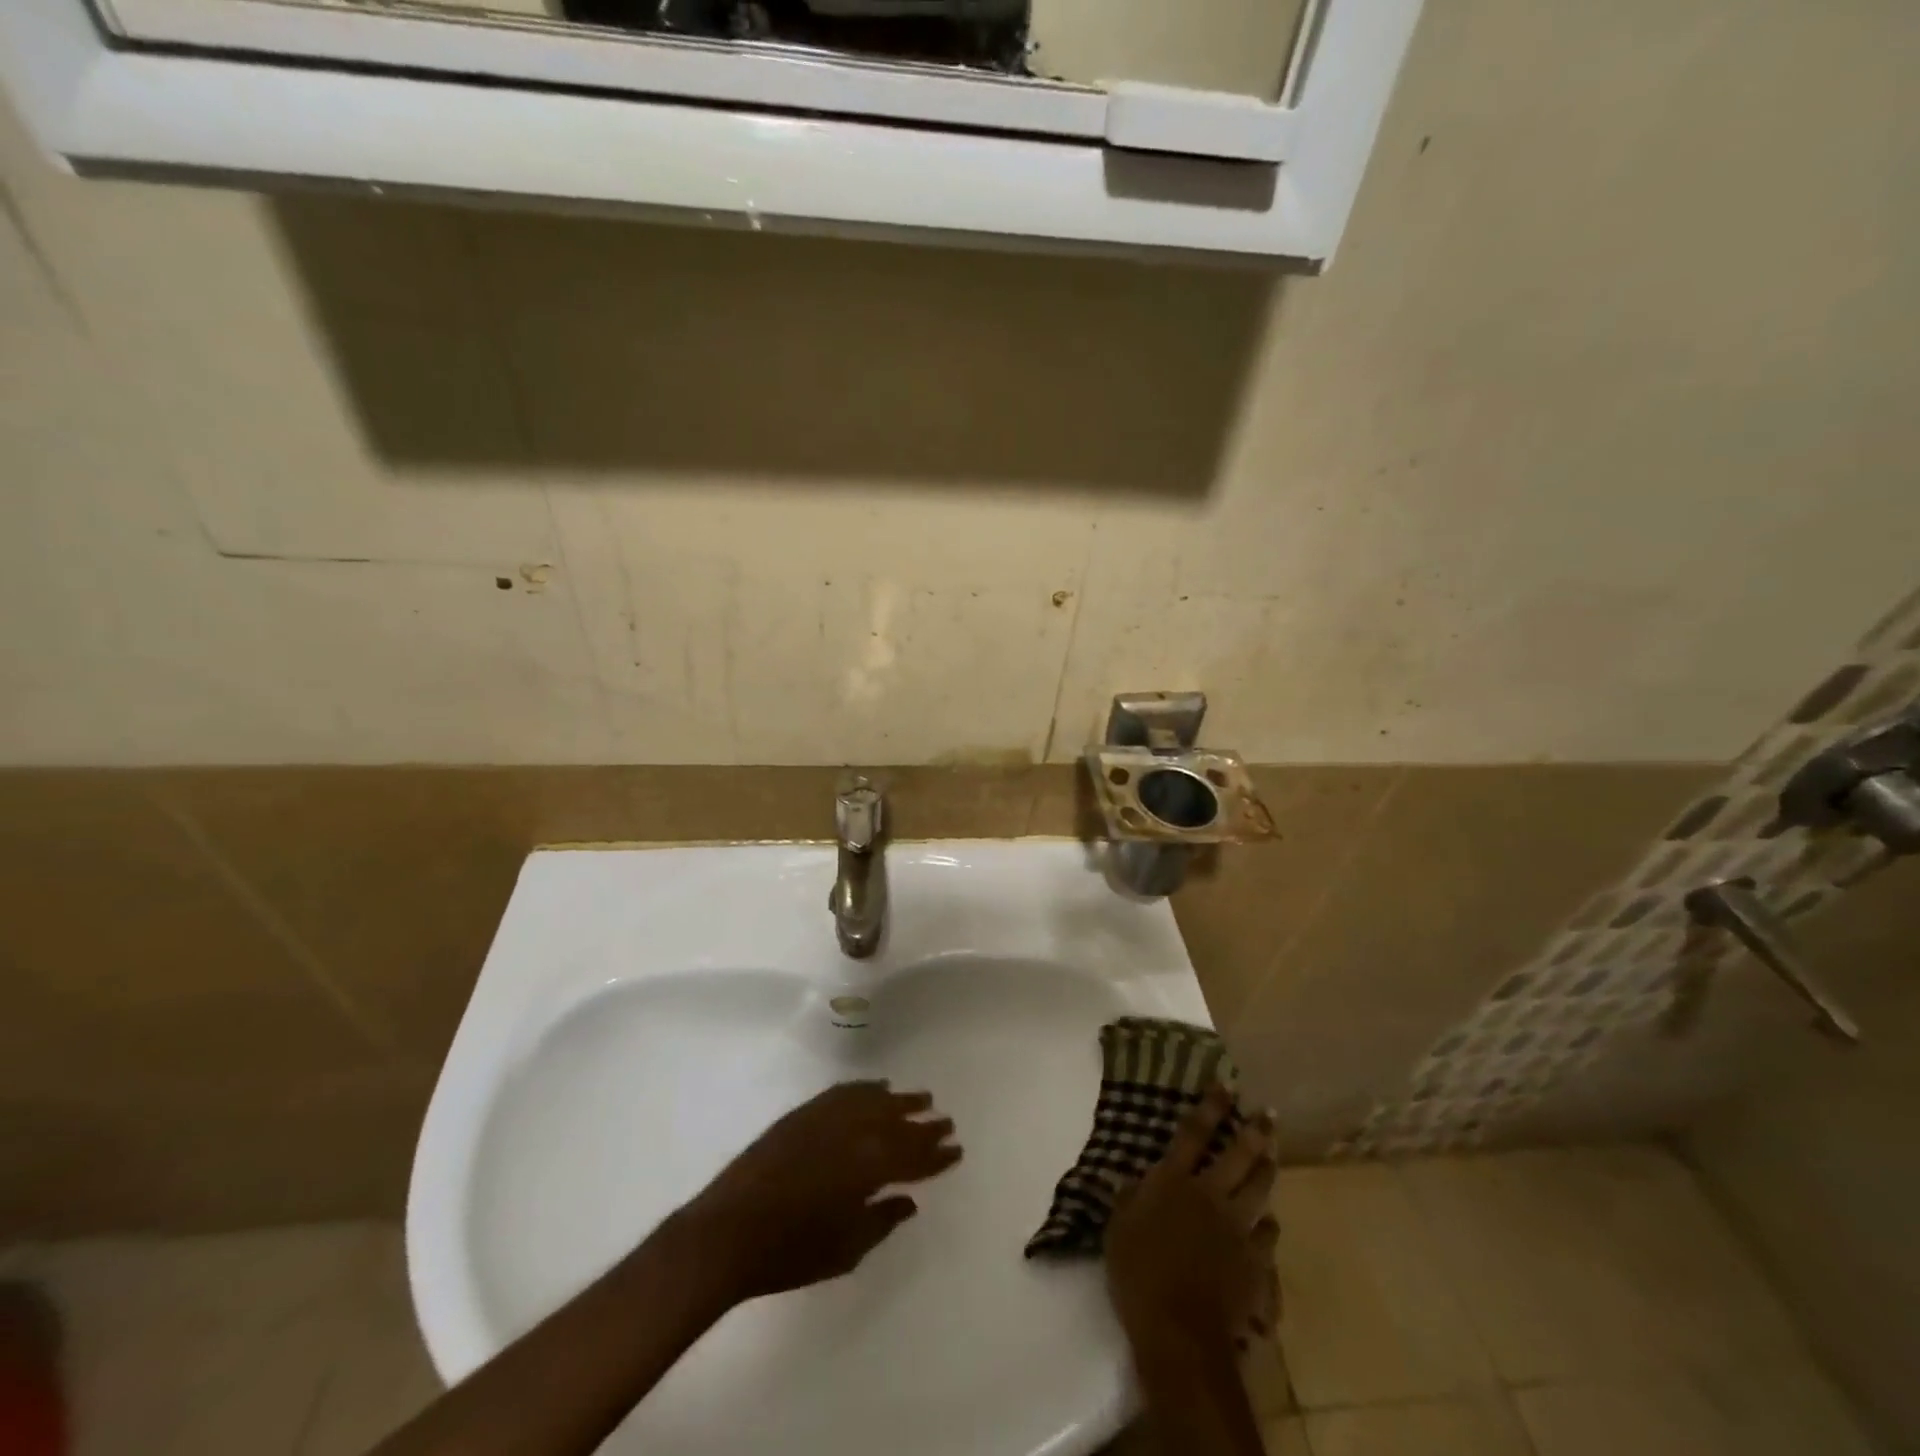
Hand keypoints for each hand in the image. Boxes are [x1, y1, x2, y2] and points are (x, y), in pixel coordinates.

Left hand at [670, 1081, 962, 1304]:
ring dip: (900, 1100)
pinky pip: (844, 1092)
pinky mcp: (804, 1113)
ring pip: (874, 1101)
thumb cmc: (790, 1252)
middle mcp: (853, 1133)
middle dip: (924, 1123)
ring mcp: (826, 1117)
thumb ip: (882, 1220)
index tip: (956, 1148)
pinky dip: (865, 1089)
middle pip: (898, 1122)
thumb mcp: (845, 1250)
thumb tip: (908, 1199)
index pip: (913, 1156)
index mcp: (868, 1168)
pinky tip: (875, 1088)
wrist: (727, 1232)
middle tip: (946, 1120)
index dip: (936, 1154)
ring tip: (921, 1097)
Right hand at [1104, 1086, 1279, 1352]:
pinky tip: (1269, 1221)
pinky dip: (1269, 1225)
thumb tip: (1132, 1179)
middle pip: (1238, 1155)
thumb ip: (1129, 1198)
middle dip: (1255, 1131)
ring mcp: (1237, 1228)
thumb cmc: (1138, 1272)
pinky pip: (1268, 1236)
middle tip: (1269, 1114)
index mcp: (1174, 1181)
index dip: (1211, 1106)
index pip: (1194, 1133)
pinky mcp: (1255, 1263)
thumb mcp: (1119, 1227)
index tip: (1227, 1085)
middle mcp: (1210, 1195)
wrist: (1178, 1329)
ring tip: (1273, 1156)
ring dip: (1267, 1170)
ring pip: (1260, 1189)